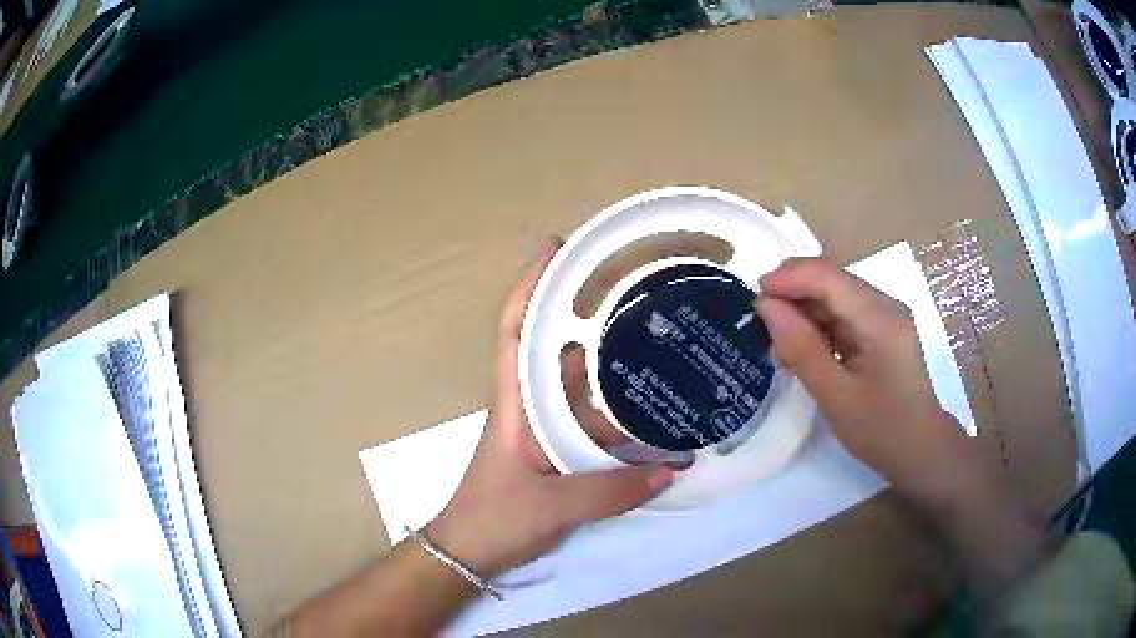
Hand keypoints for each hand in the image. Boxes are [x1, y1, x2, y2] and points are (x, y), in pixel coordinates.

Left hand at [426, 240, 673, 576]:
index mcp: (516, 404)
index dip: (530, 287)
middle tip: (628, 285)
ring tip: (654, 340)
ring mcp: (544, 430)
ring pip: (579, 386)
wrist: (470, 551)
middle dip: (582, 311)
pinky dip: (618, 413)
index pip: (515, 330)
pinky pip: (590, 422)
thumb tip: (671, 469)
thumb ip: (610, 490)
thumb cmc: (495, 519)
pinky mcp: (556, 453)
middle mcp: (530, 407)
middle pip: (554, 347)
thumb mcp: (552, 505)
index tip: (554, 249)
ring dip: (608, 364)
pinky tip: (653, 413)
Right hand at [754, 258, 967, 488]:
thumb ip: (801, 348)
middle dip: (792, 294)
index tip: (753, 301)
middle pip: (830, 279)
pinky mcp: (880, 327)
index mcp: (880, 318)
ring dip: (803, 311)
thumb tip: (765, 306)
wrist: (919, 449)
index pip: (827, 276)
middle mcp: (885, 304)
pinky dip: (818, 325)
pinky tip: (803, 350)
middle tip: (761, 327)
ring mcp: (884, 314)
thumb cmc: (880, 430)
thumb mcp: (835, 396)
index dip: (787, 279)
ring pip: (833, 294)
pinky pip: (842, 312)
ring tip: (780, 346)